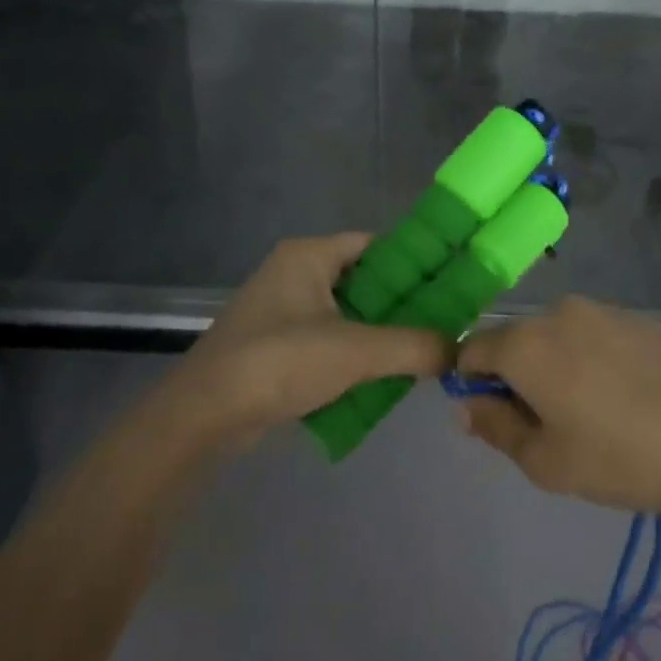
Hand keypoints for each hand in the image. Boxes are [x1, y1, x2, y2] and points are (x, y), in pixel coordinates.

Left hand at [164, 233, 450, 450]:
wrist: (202, 415)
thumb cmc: (278, 362)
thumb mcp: (355, 351)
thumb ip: (413, 346)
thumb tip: (458, 350)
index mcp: (309, 256)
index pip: (376, 244)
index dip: (414, 262)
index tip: (449, 285)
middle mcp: (294, 274)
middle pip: (363, 281)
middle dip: (401, 306)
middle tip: (441, 326)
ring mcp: (281, 311)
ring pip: (346, 315)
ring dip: (379, 335)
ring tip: (419, 354)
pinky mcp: (273, 346)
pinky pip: (326, 341)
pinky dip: (352, 356)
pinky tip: (381, 379)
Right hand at [456, 297, 660, 513]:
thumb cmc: (618, 457)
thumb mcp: (545, 461)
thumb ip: (495, 427)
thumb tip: (466, 404)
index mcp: (525, 343)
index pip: (471, 349)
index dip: (472, 382)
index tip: (496, 416)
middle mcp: (557, 313)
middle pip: (515, 340)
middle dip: (516, 375)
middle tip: (546, 423)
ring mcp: (602, 310)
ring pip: (556, 336)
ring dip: (556, 365)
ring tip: (591, 410)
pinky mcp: (638, 318)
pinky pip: (594, 334)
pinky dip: (592, 358)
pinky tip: (623, 395)